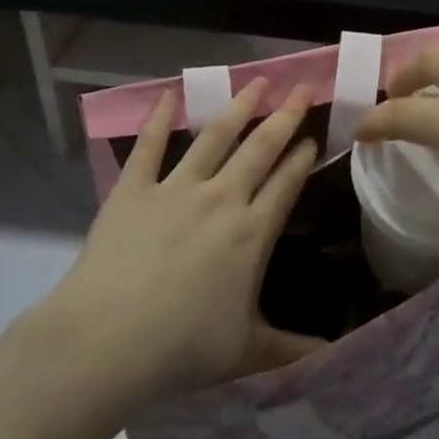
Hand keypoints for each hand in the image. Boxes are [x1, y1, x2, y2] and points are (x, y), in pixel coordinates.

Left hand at [18, 80, 325, 420]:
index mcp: (252, 233)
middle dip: (285, 116)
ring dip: (239, 107)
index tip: (314, 137)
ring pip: (215, 137)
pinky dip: (157, 118)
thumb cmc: (182, 349)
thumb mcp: (245, 352)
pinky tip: (169, 94)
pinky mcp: (132, 190)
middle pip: (260, 148)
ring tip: (257, 82)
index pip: (286, 184)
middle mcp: (221, 200)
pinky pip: (147, 146)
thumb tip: (332, 356)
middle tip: (302, 89)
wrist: (106, 342)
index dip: (302, 158)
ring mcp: (175, 189)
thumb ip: (290, 349)